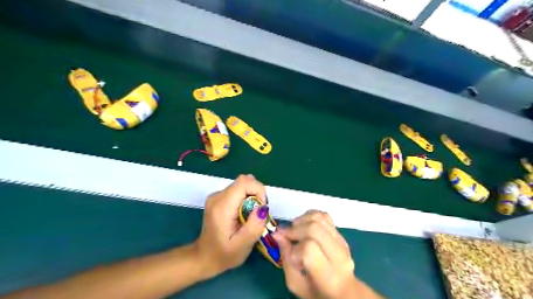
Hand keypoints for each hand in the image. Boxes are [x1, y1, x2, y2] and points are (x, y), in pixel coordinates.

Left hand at [194, 175, 268, 277]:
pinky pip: (238, 191)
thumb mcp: (242, 245)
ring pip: (242, 186)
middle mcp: (217, 196)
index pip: (244, 182)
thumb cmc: (223, 255)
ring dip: (252, 197)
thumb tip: (263, 207)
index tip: (261, 208)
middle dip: (257, 194)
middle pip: (244, 182)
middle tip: (258, 214)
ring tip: (251, 216)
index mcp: (222, 206)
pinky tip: (244, 215)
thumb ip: (254, 226)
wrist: (204, 258)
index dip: (258, 190)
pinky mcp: (219, 198)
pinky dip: (246, 199)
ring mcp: (217, 196)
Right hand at [273, 210, 355, 298]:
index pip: (310, 249)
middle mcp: (339, 256)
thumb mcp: (296, 284)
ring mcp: (342, 242)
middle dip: (295, 229)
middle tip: (285, 235)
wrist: (343, 291)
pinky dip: (310, 215)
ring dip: (302, 220)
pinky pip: (325, 216)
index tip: (286, 249)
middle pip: (315, 229)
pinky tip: (304, 224)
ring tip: (295, 229)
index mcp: (329, 276)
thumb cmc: (317, 292)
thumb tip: (277, 234)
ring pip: (320, 218)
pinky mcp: (341, 234)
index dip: (294, 247)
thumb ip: (285, 259)